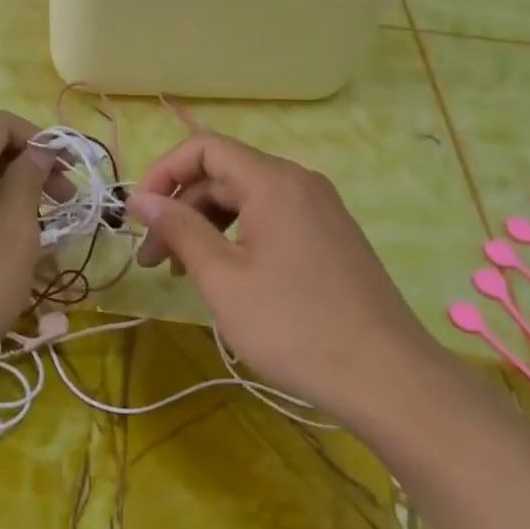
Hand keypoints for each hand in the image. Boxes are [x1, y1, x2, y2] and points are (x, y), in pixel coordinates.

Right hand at [128, 133, 442, 423]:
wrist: (390, 380)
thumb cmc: (295, 327)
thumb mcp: (223, 279)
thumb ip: (179, 229)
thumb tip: (139, 198)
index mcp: (273, 181)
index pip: (204, 148)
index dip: (164, 172)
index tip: (139, 216)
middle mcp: (299, 182)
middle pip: (224, 175)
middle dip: (181, 210)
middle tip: (155, 261)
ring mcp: (320, 209)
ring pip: (246, 200)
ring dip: (206, 227)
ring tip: (184, 273)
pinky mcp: (331, 237)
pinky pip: (272, 219)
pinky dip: (238, 238)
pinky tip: (227, 277)